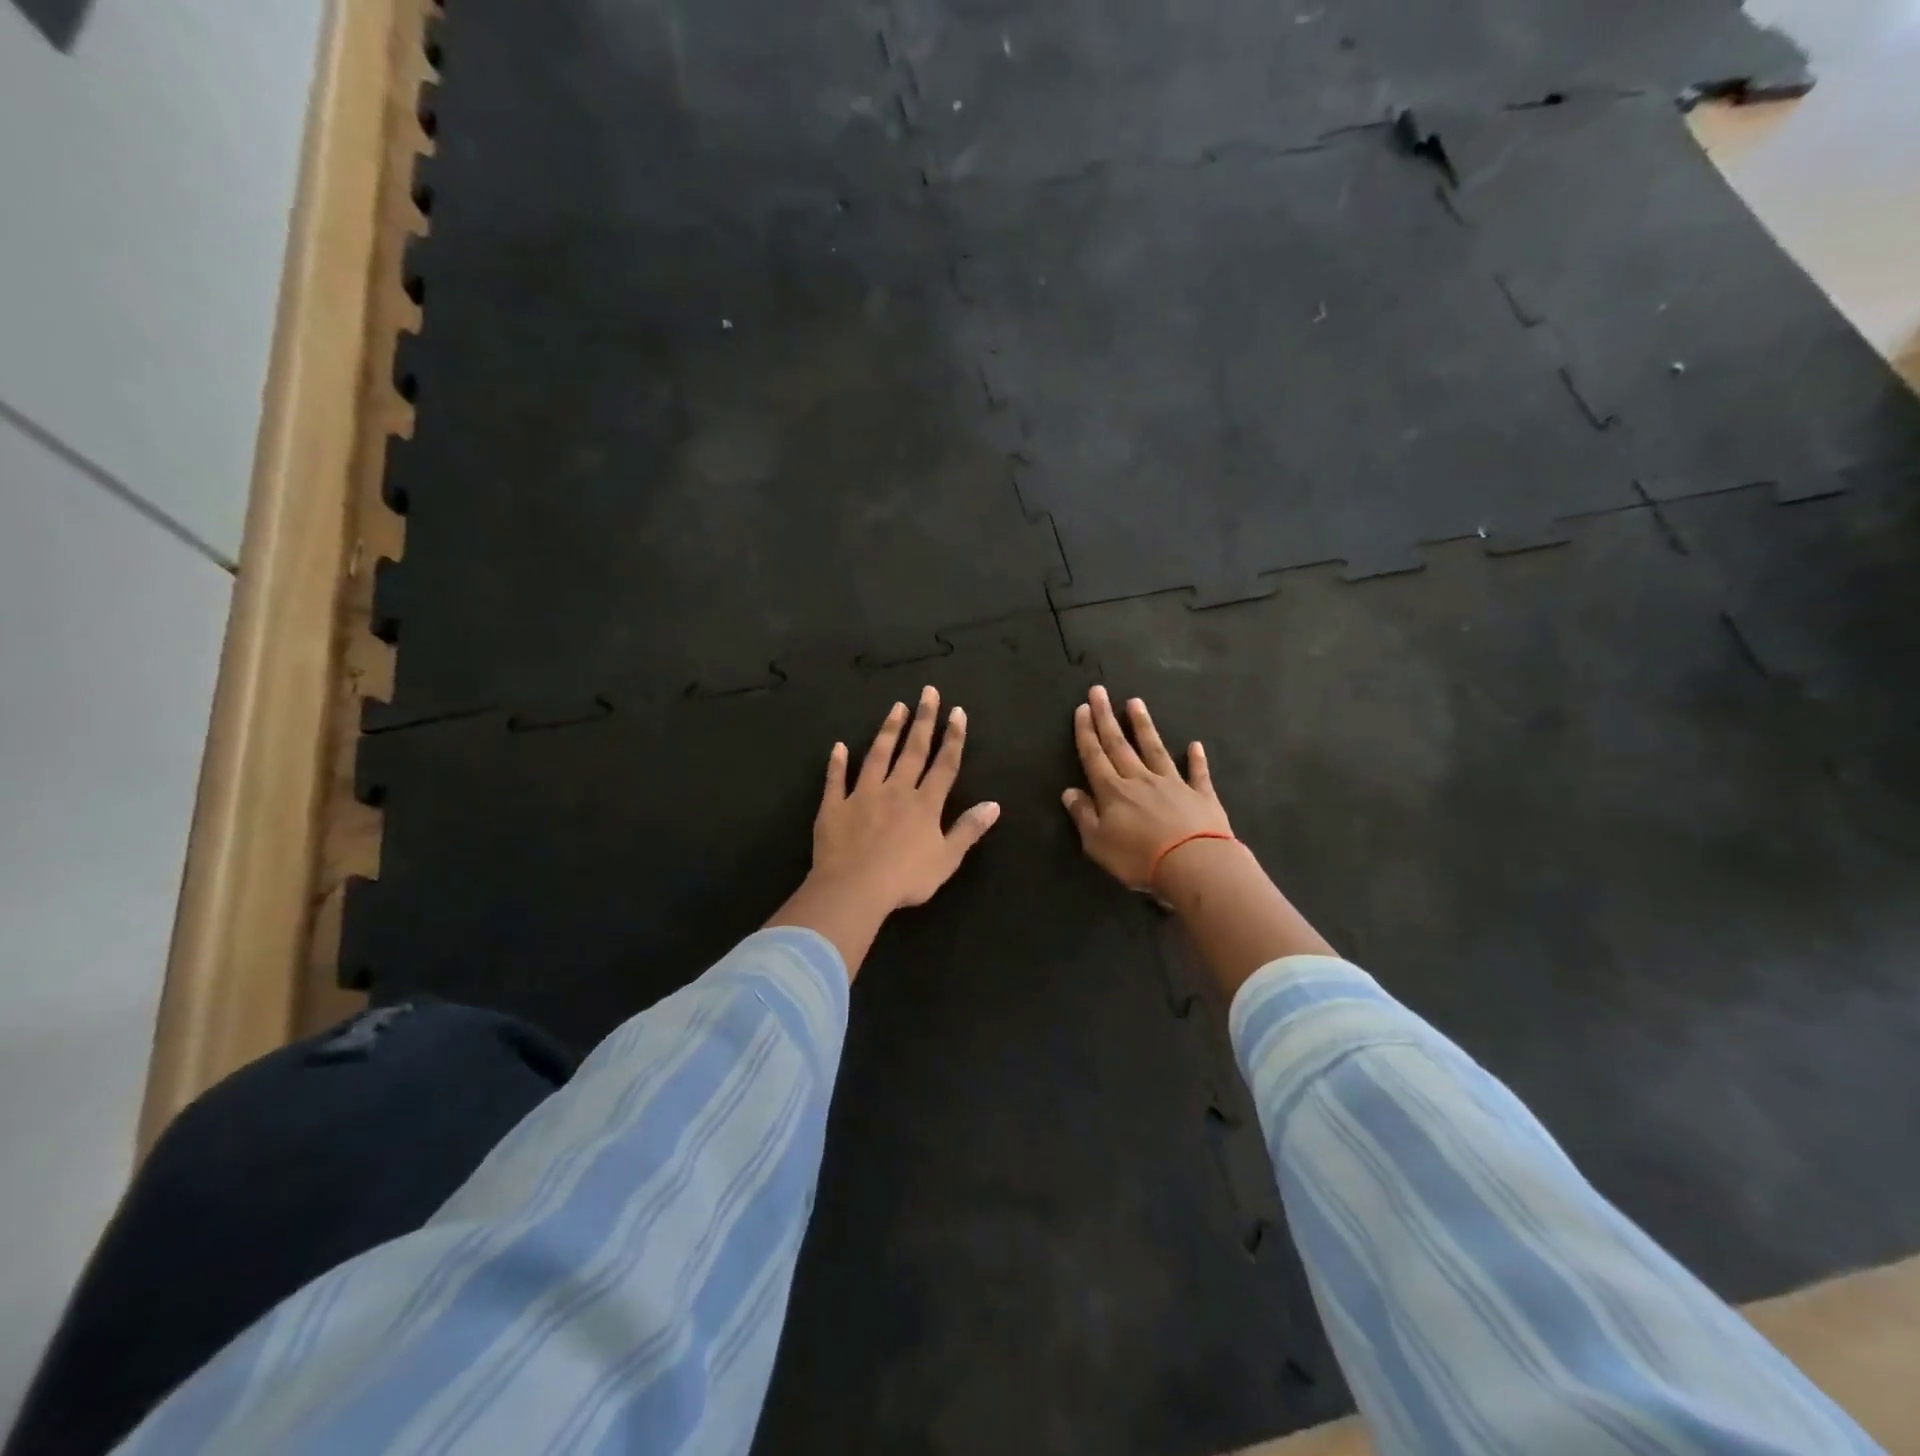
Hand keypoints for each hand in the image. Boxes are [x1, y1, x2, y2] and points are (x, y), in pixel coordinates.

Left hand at [770, 686, 1000, 978]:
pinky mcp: (835, 806)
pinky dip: (837, 763)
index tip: (957, 711)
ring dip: (888, 731)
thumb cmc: (906, 878)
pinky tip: (838, 747)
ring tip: (896, 707)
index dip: (953, 737)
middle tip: (928, 692)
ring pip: (878, 756)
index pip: (944, 764)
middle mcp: (896, 790)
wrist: (854, 888)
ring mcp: (863, 795)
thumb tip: (994, 805)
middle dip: (923, 720)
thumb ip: (968, 830)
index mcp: (925, 804)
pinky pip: (836, 780)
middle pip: (913, 750)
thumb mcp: (947, 859)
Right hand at [1062, 685, 1232, 892]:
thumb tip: (1069, 791)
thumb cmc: (1139, 858)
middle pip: (1119, 744)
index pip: (1094, 756)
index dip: (1086, 732)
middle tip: (1099, 691)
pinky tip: (1195, 745)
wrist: (1194, 865)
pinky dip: (1196, 759)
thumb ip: (1083, 815)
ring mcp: (1173, 784)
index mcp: (1112, 792)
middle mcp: (1140, 780)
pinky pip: (1197, 773)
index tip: (1082, 708)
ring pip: (1154, 749)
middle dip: (1106, 717)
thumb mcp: (1098, 843)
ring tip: (1136, 702)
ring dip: (1143, 726)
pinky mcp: (1201, 795)